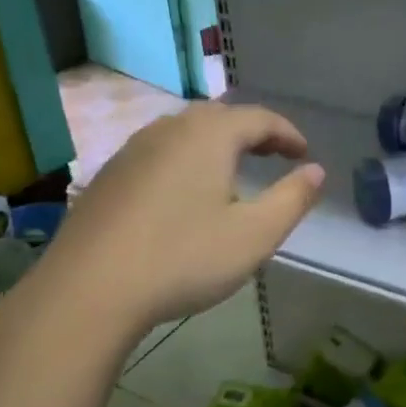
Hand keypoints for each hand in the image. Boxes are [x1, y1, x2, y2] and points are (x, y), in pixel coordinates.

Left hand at [32, 102, 324, 337]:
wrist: (89, 289)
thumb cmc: (184, 258)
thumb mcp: (254, 235)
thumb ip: (292, 199)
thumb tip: (316, 171)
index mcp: (210, 136)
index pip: (259, 118)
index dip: (287, 133)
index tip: (304, 154)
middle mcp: (170, 129)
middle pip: (220, 117)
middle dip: (253, 132)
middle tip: (274, 155)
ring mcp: (133, 150)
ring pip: (185, 132)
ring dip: (217, 143)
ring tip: (233, 170)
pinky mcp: (109, 175)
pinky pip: (159, 152)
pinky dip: (185, 159)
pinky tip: (184, 192)